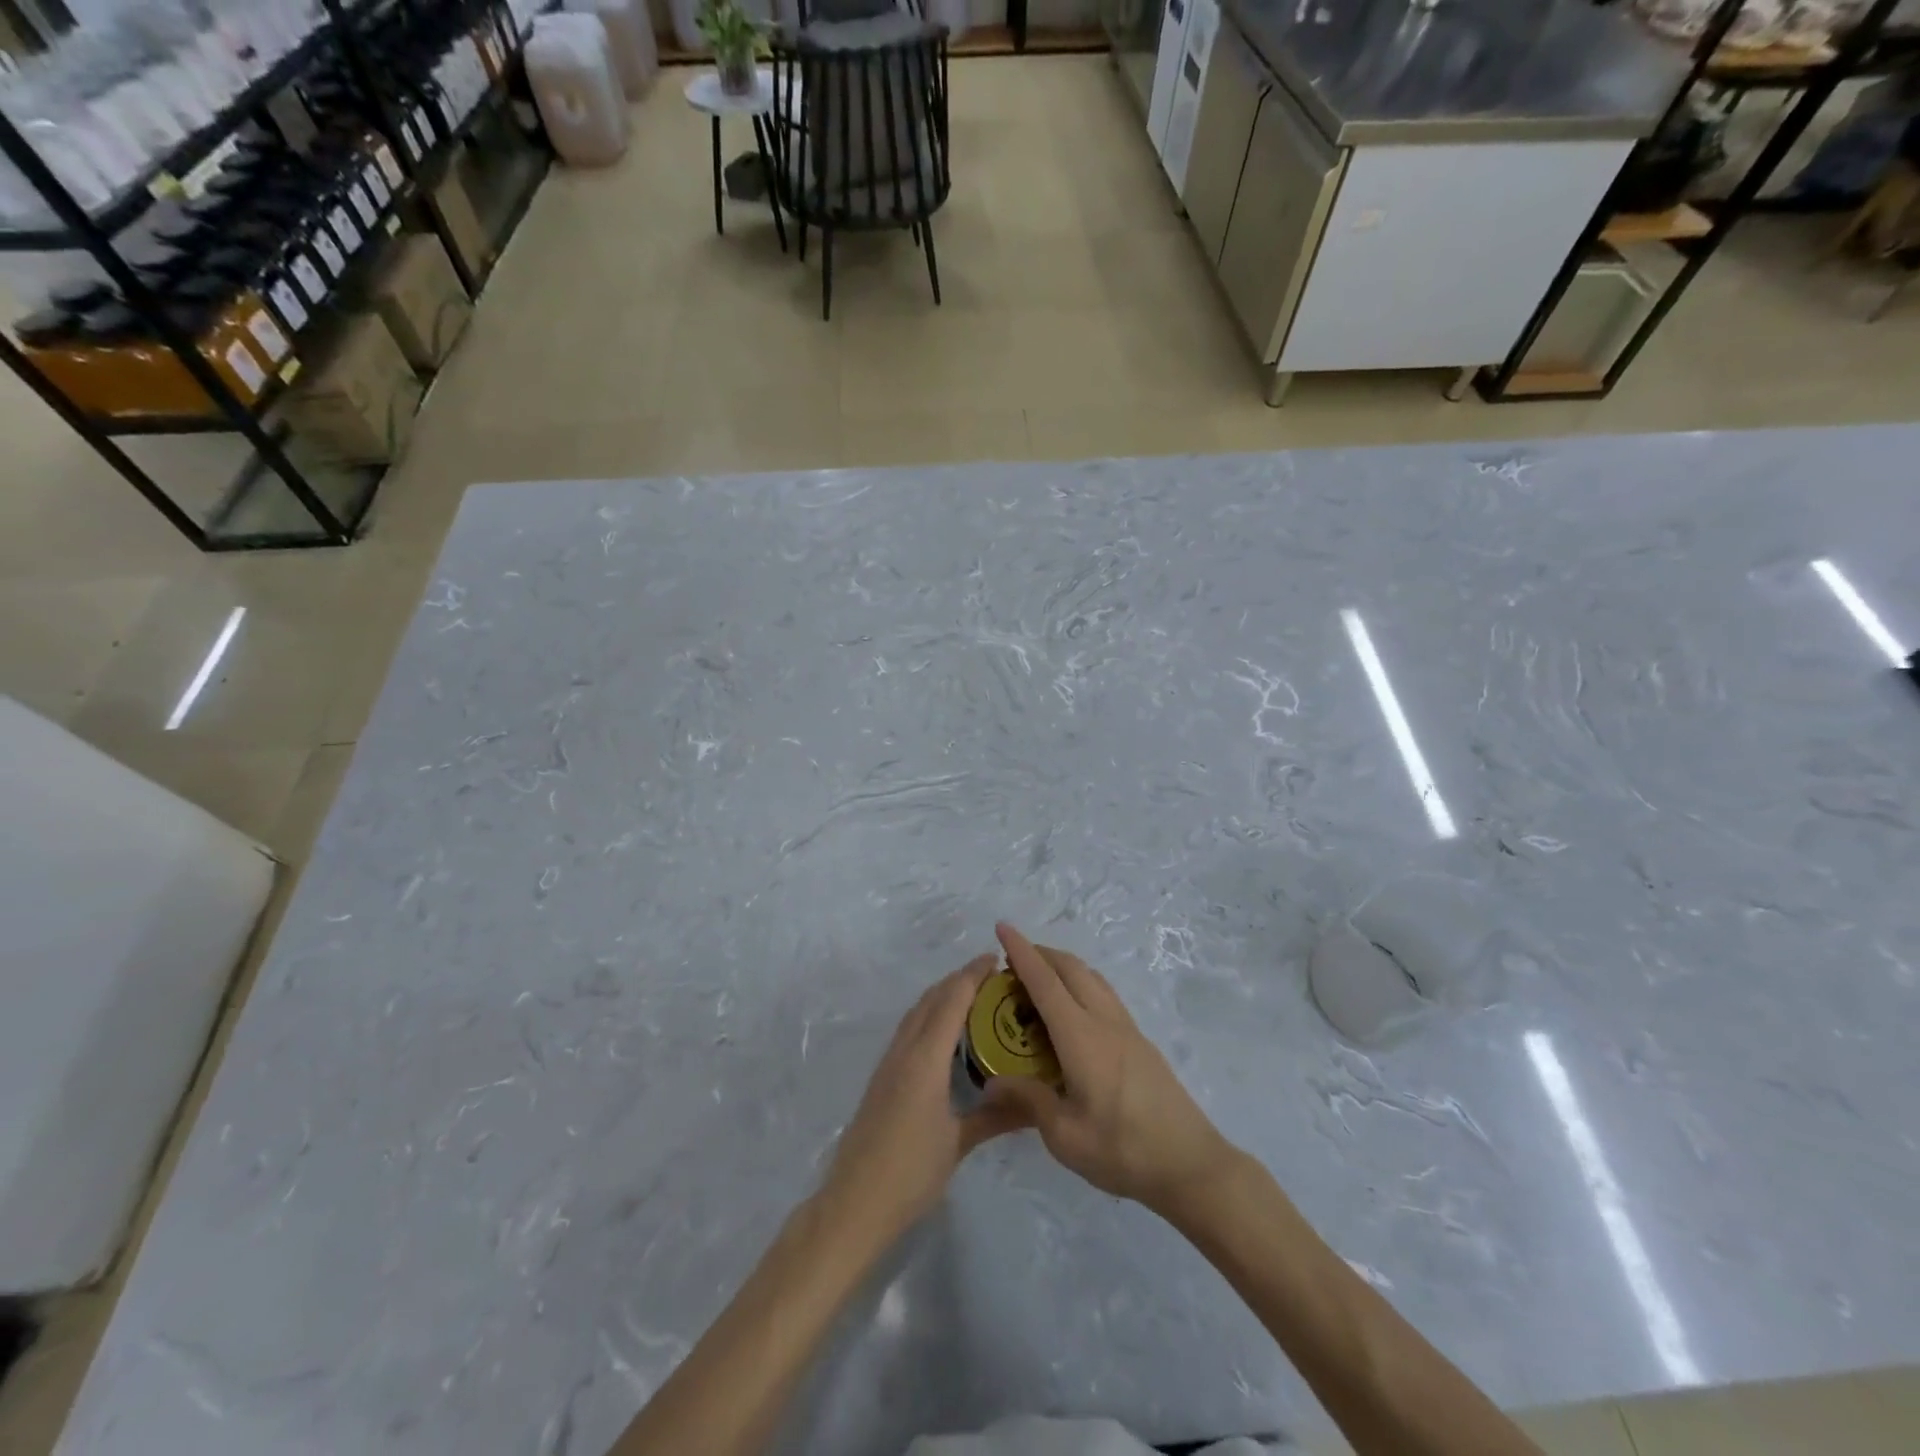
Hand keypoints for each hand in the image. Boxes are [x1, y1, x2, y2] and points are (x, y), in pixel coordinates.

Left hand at [822, 955, 1028, 1239]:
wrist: (854, 1203)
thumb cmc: (910, 1173)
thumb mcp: (958, 1144)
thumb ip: (996, 1116)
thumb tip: (1038, 1104)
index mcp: (924, 1059)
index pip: (951, 1000)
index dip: (972, 975)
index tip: (996, 959)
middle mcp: (904, 1051)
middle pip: (931, 999)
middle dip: (959, 980)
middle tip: (992, 976)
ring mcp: (889, 1063)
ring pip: (917, 1012)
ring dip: (942, 995)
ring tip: (973, 996)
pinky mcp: (882, 1077)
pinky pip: (909, 1030)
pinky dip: (930, 1016)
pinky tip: (945, 1034)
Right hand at [985, 923, 1237, 1219]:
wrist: (1190, 1164)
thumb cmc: (1124, 1151)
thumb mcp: (1065, 1136)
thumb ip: (1028, 1101)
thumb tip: (993, 1081)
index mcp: (1081, 1037)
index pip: (1045, 982)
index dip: (1021, 952)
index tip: (1002, 928)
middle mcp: (1104, 1020)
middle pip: (1070, 968)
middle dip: (1040, 953)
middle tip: (1011, 960)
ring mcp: (1126, 1028)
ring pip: (1091, 977)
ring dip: (1062, 965)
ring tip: (1038, 978)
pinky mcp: (1139, 1041)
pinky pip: (1103, 993)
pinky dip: (1080, 982)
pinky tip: (1072, 1008)